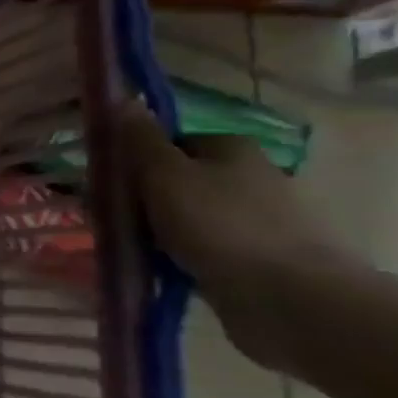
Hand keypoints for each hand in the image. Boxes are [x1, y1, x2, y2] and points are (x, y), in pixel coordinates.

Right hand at [116, 100, 345, 304]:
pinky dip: (184, 255)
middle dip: (145, 199)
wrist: (288, 298)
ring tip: (135, 249)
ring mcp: (259, 218)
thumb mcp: (165, 174)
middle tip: (115, 221)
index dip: (135, 160)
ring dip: (161, 230)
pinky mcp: (261, 256)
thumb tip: (124, 99)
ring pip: (189, 215)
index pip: (168, 142)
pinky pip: (206, 247)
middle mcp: (250, 175)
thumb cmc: (218, 225)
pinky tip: (165, 269)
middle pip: (178, 179)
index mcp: (231, 147)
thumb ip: (140, 139)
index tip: (109, 185)